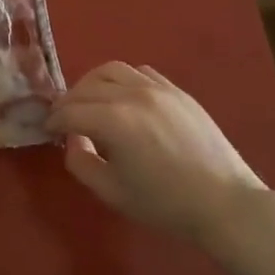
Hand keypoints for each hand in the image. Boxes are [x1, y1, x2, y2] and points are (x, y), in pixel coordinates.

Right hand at [48, 62, 271, 243]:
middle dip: (69, 102)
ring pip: (112, 70)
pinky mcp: (177, 91)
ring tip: (91, 102)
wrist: (226, 204)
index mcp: (114, 121)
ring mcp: (158, 88)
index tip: (48, 131)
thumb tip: (72, 140)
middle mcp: (133, 95)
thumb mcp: (112, 192)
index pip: (70, 111)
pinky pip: (141, 72)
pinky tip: (123, 99)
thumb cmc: (166, 204)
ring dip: (93, 83)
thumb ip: (81, 162)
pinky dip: (123, 80)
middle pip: (86, 87)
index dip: (53, 121)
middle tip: (64, 119)